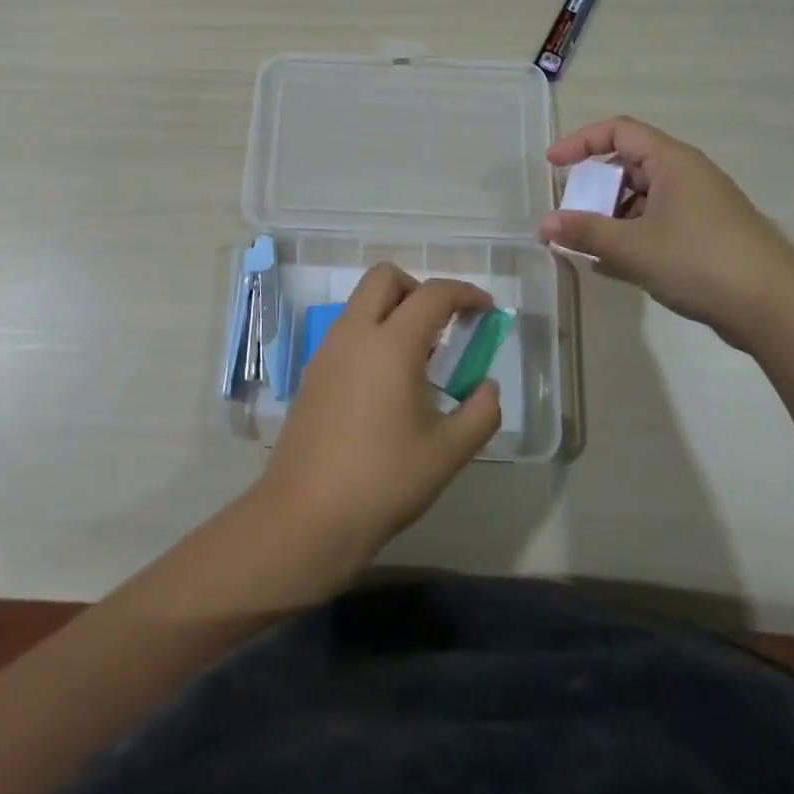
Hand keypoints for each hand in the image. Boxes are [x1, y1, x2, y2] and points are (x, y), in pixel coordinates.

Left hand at [257, 264, 501, 559]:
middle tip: (444, 325)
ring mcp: (327, 350)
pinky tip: (387, 382)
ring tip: (419, 358)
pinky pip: (347, 330)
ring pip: (361, 302)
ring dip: (393, 310)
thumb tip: (487, 388)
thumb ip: (481, 413)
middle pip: (385, 277)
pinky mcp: (312, 372)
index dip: (465, 294)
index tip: (486, 310)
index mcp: (392, 343)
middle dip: (420, 288)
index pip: (433, 294)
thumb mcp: (448, 452)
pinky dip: (373, 333)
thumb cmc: (384, 481)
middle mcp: (354, 333)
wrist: (306, 515)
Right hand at [539, 116, 793, 342]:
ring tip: (590, 247)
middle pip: (628, 166)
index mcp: (672, 162)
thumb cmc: (701, 262)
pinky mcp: (707, 235)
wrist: (776, 308)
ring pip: (642, 199)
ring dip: (611, 218)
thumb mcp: (633, 247)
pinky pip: (658, 223)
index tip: (553, 165)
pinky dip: (632, 236)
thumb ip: (585, 233)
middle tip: (571, 215)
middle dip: (594, 190)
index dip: (581, 142)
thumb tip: (544, 225)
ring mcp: (700, 206)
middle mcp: (687, 176)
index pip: (619, 131)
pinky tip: (615, 267)